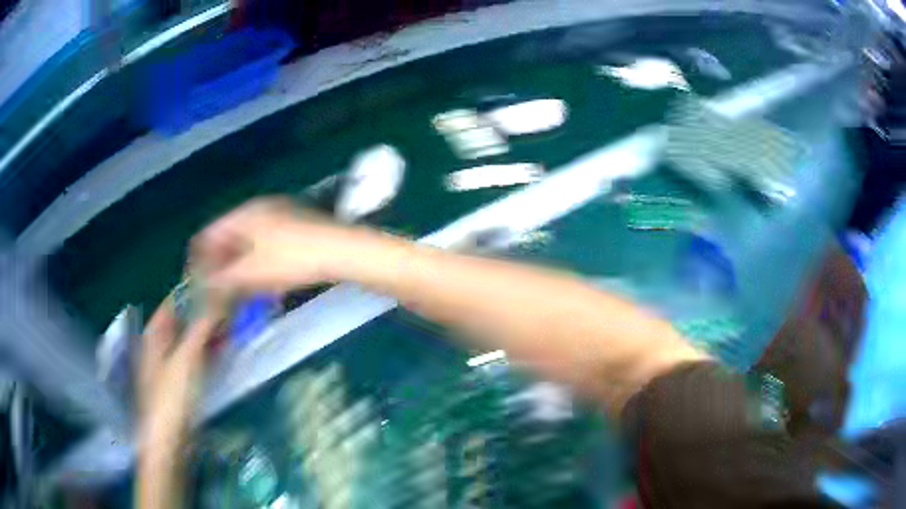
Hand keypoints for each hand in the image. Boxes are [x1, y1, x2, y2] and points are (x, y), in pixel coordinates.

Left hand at [137, 298, 219, 453]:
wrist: (168, 440)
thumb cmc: (172, 396)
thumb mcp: (187, 358)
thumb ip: (201, 327)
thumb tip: (217, 297)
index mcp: (155, 333)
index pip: (174, 302)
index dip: (195, 293)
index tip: (220, 288)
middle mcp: (159, 344)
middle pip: (183, 321)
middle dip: (205, 315)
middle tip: (231, 311)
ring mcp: (169, 364)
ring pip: (190, 340)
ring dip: (208, 334)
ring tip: (232, 329)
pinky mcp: (179, 382)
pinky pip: (194, 358)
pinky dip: (207, 352)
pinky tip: (223, 352)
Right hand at [192, 197, 368, 294]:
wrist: (341, 252)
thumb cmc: (292, 259)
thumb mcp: (252, 272)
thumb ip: (222, 279)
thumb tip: (203, 285)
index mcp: (244, 214)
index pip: (209, 233)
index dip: (199, 259)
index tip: (199, 284)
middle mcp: (258, 210)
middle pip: (227, 238)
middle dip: (220, 266)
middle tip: (219, 292)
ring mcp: (277, 217)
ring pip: (246, 243)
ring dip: (238, 267)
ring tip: (238, 292)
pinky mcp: (293, 228)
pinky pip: (264, 246)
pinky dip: (257, 264)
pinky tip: (262, 283)